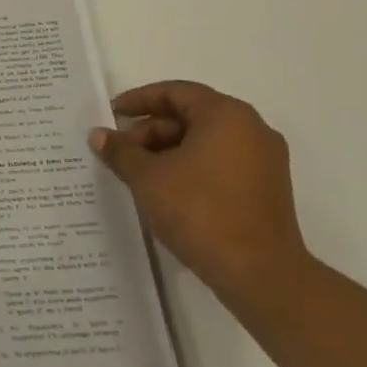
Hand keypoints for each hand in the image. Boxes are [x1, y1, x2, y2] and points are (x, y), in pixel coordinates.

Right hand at [90, 81, 308, 311]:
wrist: (260, 274)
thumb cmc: (200, 211)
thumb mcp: (147, 177)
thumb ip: (121, 151)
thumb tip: (99, 135)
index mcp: (226, 115)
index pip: (175, 92)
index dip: (139, 100)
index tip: (112, 114)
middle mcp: (252, 129)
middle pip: (191, 116)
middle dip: (151, 130)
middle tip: (121, 151)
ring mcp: (264, 161)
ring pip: (205, 142)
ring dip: (168, 151)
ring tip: (137, 173)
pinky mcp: (266, 190)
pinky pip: (220, 164)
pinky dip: (190, 168)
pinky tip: (165, 190)